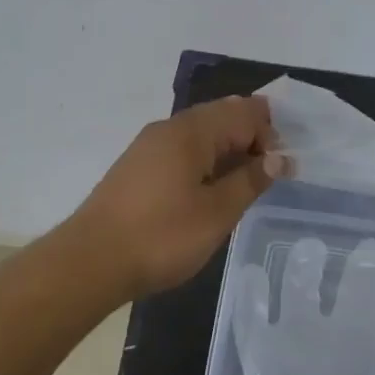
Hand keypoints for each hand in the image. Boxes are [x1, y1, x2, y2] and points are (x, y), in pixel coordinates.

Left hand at [64, 97, 281, 300]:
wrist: (90, 262)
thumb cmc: (162, 236)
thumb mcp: (218, 212)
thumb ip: (252, 180)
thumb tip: (280, 158)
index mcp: (191, 131)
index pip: (244, 112)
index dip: (270, 133)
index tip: (283, 168)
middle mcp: (169, 128)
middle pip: (221, 116)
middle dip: (251, 138)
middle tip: (269, 174)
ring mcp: (148, 147)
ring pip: (200, 134)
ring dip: (228, 151)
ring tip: (244, 185)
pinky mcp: (137, 168)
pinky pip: (182, 151)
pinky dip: (205, 162)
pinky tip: (210, 191)